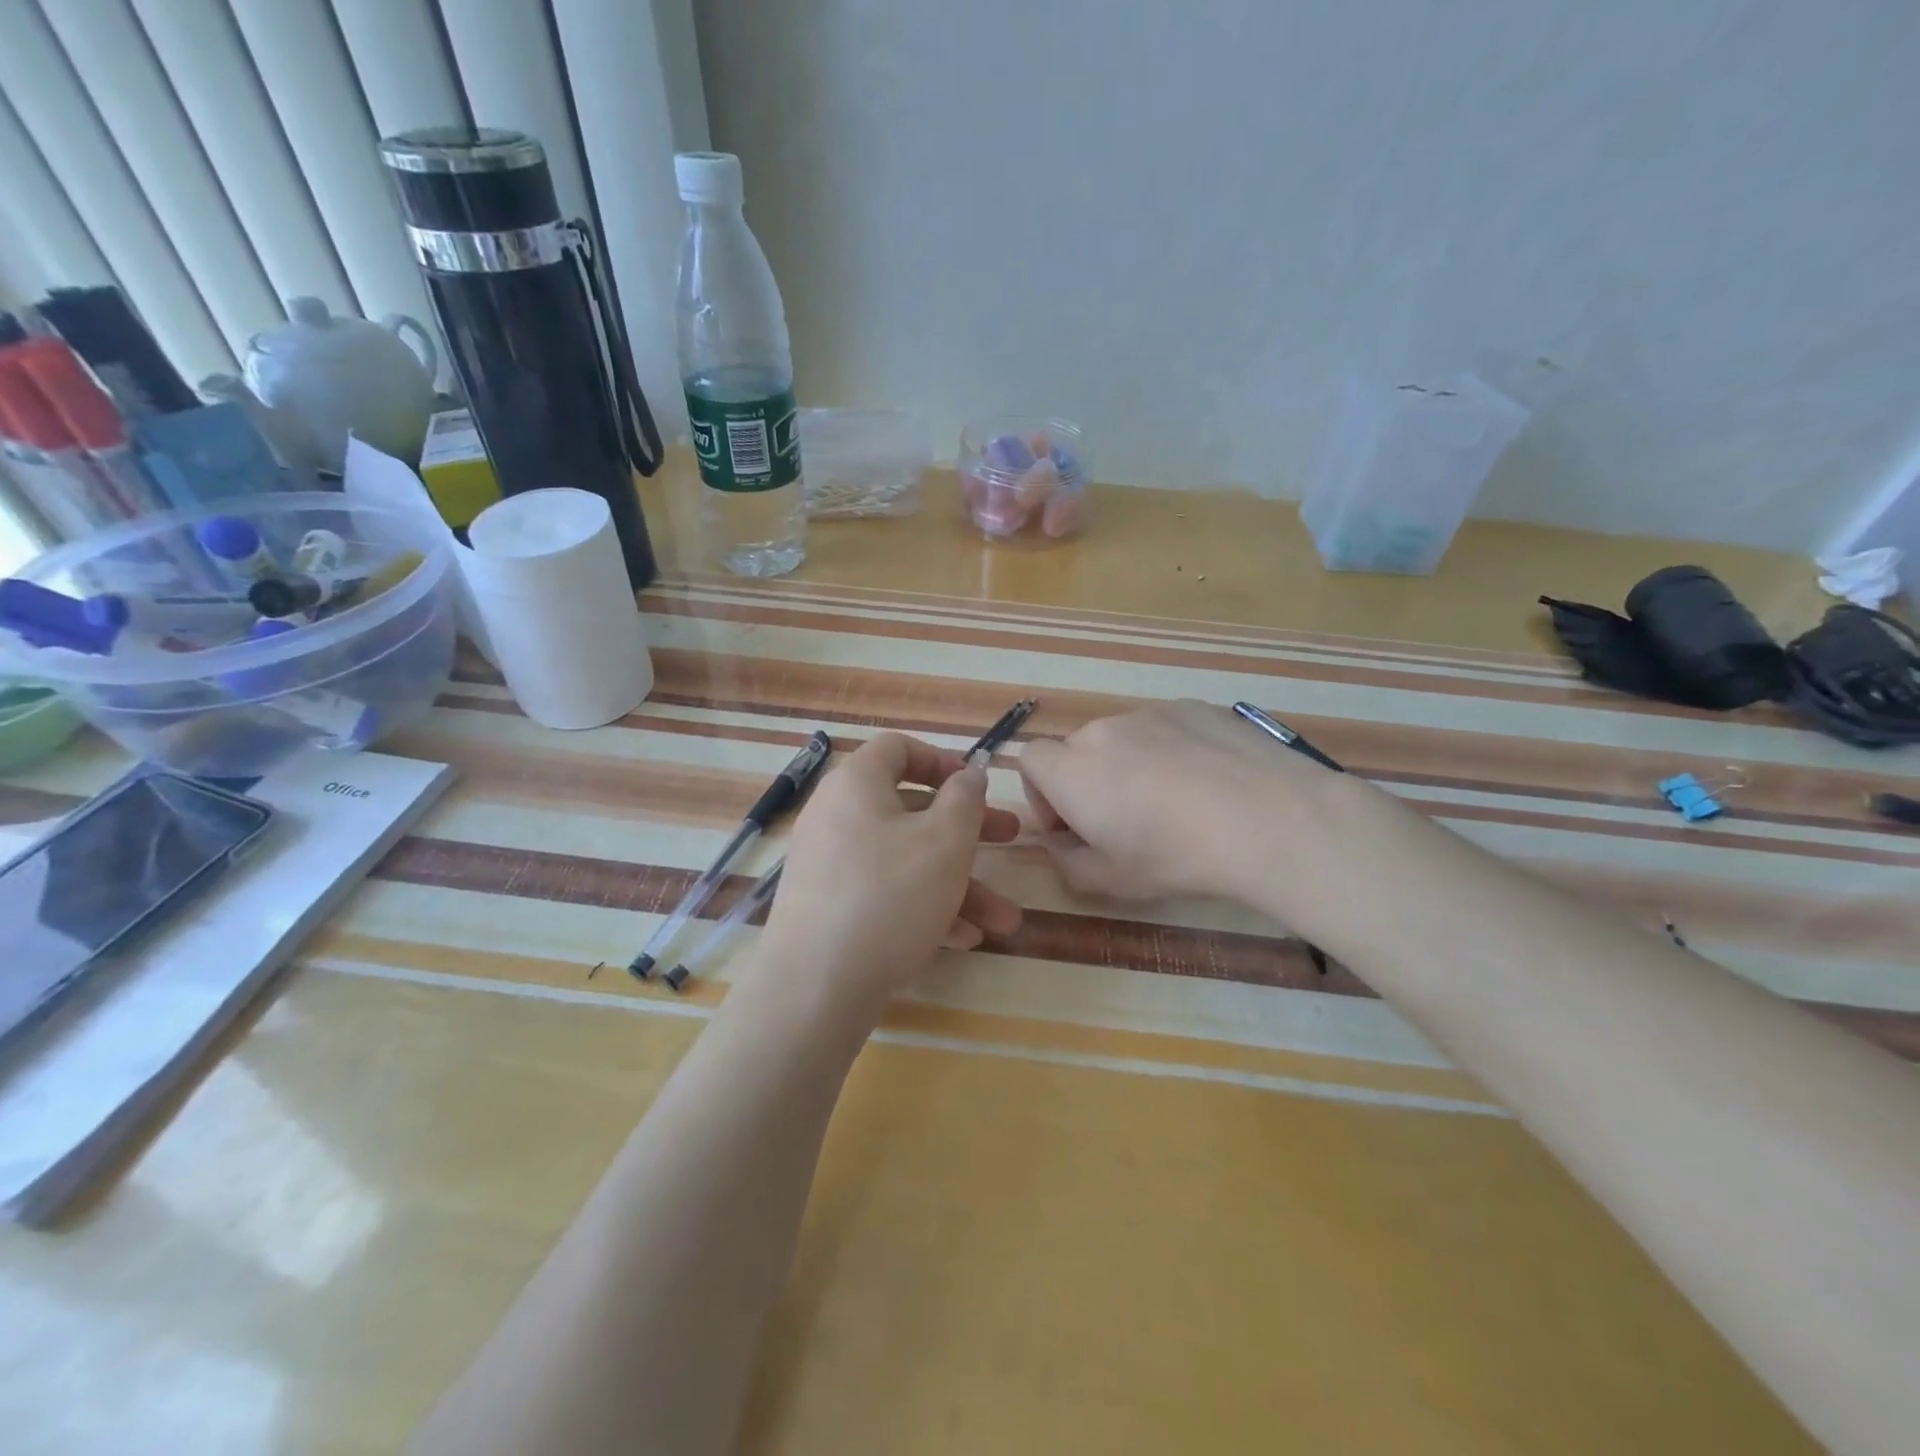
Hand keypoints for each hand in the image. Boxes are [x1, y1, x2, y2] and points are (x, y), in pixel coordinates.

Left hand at [763, 733, 1021, 1013]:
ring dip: (957, 884)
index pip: (898, 749)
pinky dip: (923, 907)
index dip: (942, 760)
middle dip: (968, 830)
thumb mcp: (945, 841)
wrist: (815, 985)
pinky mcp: (829, 910)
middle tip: (1010, 839)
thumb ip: (965, 799)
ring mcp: (829, 866)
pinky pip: (884, 894)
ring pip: (904, 861)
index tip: (976, 787)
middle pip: (911, 810)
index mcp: (857, 785)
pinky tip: (963, 939)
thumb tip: (967, 773)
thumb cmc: (890, 895)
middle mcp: (837, 817)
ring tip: (1004, 920)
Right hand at [1017, 700, 1331, 902]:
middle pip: (1077, 751)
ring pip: (1123, 739)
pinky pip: (1165, 729)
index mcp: (1071, 770)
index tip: (1074, 826)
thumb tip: (1061, 841)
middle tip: (1128, 823)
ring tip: (1177, 803)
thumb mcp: (1109, 881)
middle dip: (1089, 783)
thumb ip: (1066, 861)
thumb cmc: (1174, 856)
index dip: (1042, 794)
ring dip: (1130, 766)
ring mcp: (1150, 713)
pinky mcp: (1193, 707)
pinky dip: (1171, 751)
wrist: (1266, 818)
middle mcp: (1102, 731)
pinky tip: (1208, 783)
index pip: (1029, 760)